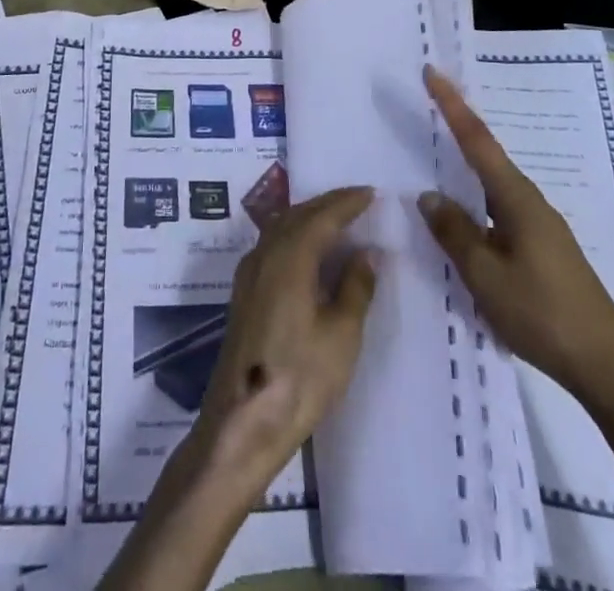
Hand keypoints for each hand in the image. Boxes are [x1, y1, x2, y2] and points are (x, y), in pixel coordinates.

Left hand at [192, 185, 377, 499]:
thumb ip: (355, 288)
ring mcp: (249, 272)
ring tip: (336, 219)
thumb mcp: (341, 335)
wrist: (242, 421)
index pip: (322, 216)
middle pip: (297, 214)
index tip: (371, 193)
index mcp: (290, 257)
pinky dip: (294, 234)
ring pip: (280, 227)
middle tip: (356, 200)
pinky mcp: (244, 292)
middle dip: (327, 203)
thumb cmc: (299, 377)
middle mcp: (265, 253)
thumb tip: (367, 252)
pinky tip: (306, 249)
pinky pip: (272, 244)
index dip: (347, 202)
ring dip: (308, 216)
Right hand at [417, 66, 613, 406]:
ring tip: (438, 153)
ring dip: (467, 166)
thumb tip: (429, 196)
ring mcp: (541, 226)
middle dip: (458, 127)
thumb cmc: (544, 314)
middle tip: (429, 103)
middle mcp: (530, 202)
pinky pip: (500, 210)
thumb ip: (454, 232)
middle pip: (487, 155)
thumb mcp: (486, 276)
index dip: (451, 105)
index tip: (431, 72)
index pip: (477, 140)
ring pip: (493, 185)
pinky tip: (466, 217)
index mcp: (517, 199)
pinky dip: (477, 200)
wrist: (608, 368)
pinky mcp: (544, 249)